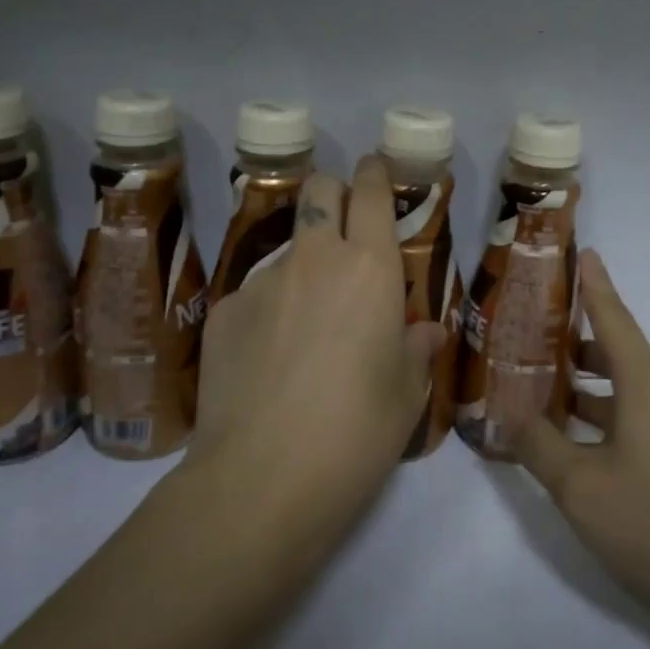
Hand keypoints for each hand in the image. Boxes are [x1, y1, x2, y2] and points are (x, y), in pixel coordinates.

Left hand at [190, 155, 444, 519]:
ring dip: (304, 267)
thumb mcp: (406, 393)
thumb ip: (417, 348)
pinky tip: (269, 361)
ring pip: (288, 250)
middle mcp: (315, 260)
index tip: (375, 168)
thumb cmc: (357, 432)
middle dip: (333, 192)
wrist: (262, 480)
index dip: (374, 173)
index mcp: (369, 269)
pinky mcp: (224, 313)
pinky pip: (256, 295)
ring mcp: (262, 282)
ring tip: (306, 327)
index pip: (370, 194)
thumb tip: (426, 331)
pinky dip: (270, 312)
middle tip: (344, 226)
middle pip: (318, 191)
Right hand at [516, 249, 649, 628]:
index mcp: (649, 382)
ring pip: (637, 392)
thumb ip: (539, 446)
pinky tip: (596, 451)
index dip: (594, 285)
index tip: (585, 253)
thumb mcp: (583, 489)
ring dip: (596, 394)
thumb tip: (506, 415)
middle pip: (621, 357)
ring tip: (554, 405)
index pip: (614, 318)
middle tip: (534, 351)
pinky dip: (621, 419)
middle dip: (578, 352)